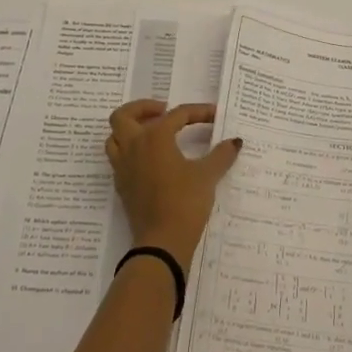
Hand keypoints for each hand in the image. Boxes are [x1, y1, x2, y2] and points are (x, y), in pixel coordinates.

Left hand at [105, 100, 242, 272]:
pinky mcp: (122, 185)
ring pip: (115, 136)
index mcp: (155, 137)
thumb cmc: (185, 202)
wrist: (162, 242)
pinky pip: (118, 157)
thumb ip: (221, 155)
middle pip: (125, 115)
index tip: (214, 115)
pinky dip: (130, 150)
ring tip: (152, 132)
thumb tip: (235, 142)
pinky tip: (149, 159)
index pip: (177, 115)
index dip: (198, 112)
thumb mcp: (207, 176)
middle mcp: (134, 146)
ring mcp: (123, 166)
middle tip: (163, 111)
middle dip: (143, 108)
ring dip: (130, 128)